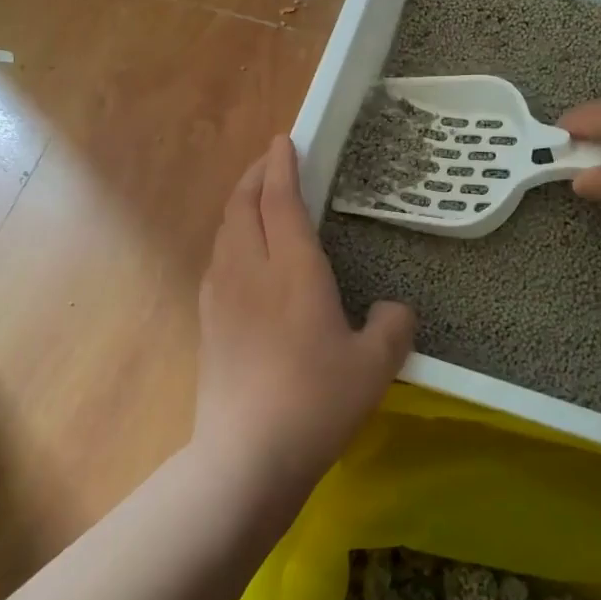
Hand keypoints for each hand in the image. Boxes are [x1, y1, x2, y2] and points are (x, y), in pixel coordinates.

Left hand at [194, 135, 414, 500]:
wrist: (245, 459)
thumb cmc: (315, 403)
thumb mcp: (375, 366)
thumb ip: (393, 326)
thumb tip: (393, 309)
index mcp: (291, 270)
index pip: (281, 200)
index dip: (282, 165)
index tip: (284, 140)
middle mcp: (249, 271)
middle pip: (242, 205)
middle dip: (254, 175)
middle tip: (271, 161)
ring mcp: (221, 296)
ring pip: (225, 231)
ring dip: (239, 204)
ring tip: (256, 200)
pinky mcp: (207, 323)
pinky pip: (218, 259)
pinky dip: (231, 237)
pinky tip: (243, 256)